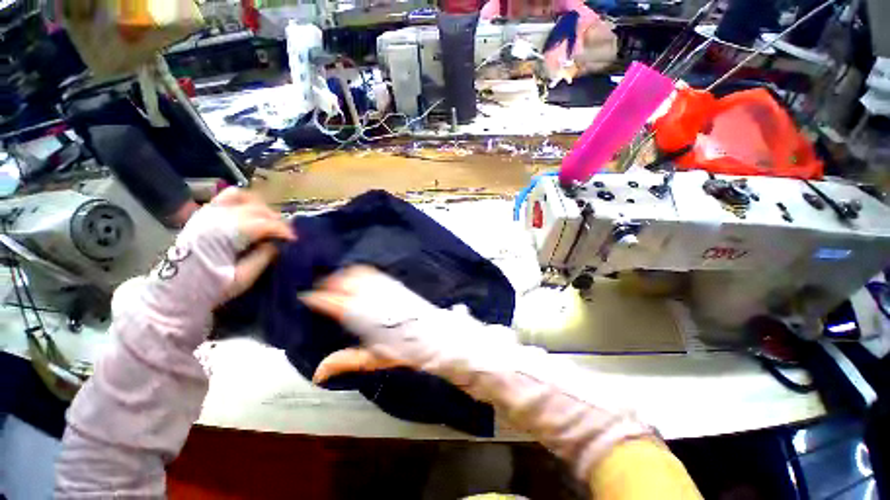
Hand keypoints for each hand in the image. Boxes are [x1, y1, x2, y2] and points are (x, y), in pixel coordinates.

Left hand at [134, 188, 294, 335]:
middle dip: (276, 221)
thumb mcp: (242, 279)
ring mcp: (208, 212)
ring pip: (244, 198)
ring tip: (269, 222)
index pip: (263, 224)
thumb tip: (277, 244)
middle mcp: (216, 217)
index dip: (282, 230)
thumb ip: (262, 258)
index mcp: (224, 235)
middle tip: (285, 235)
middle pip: (257, 209)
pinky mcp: (204, 212)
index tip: (294, 240)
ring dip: (261, 208)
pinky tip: (251, 213)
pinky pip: (228, 196)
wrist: (174, 290)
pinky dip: (244, 201)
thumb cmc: (210, 288)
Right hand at [300, 265, 518, 383]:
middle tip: (319, 287)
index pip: (334, 302)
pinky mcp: (396, 285)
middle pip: (345, 282)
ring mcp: (386, 288)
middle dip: (329, 282)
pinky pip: (374, 273)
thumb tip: (319, 372)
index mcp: (364, 317)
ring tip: (334, 279)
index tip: (306, 296)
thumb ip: (347, 361)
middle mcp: (373, 298)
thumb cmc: (406, 351)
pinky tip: (357, 275)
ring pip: (359, 274)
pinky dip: (361, 271)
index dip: (318, 298)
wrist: (437, 337)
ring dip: (344, 274)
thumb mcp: (375, 360)